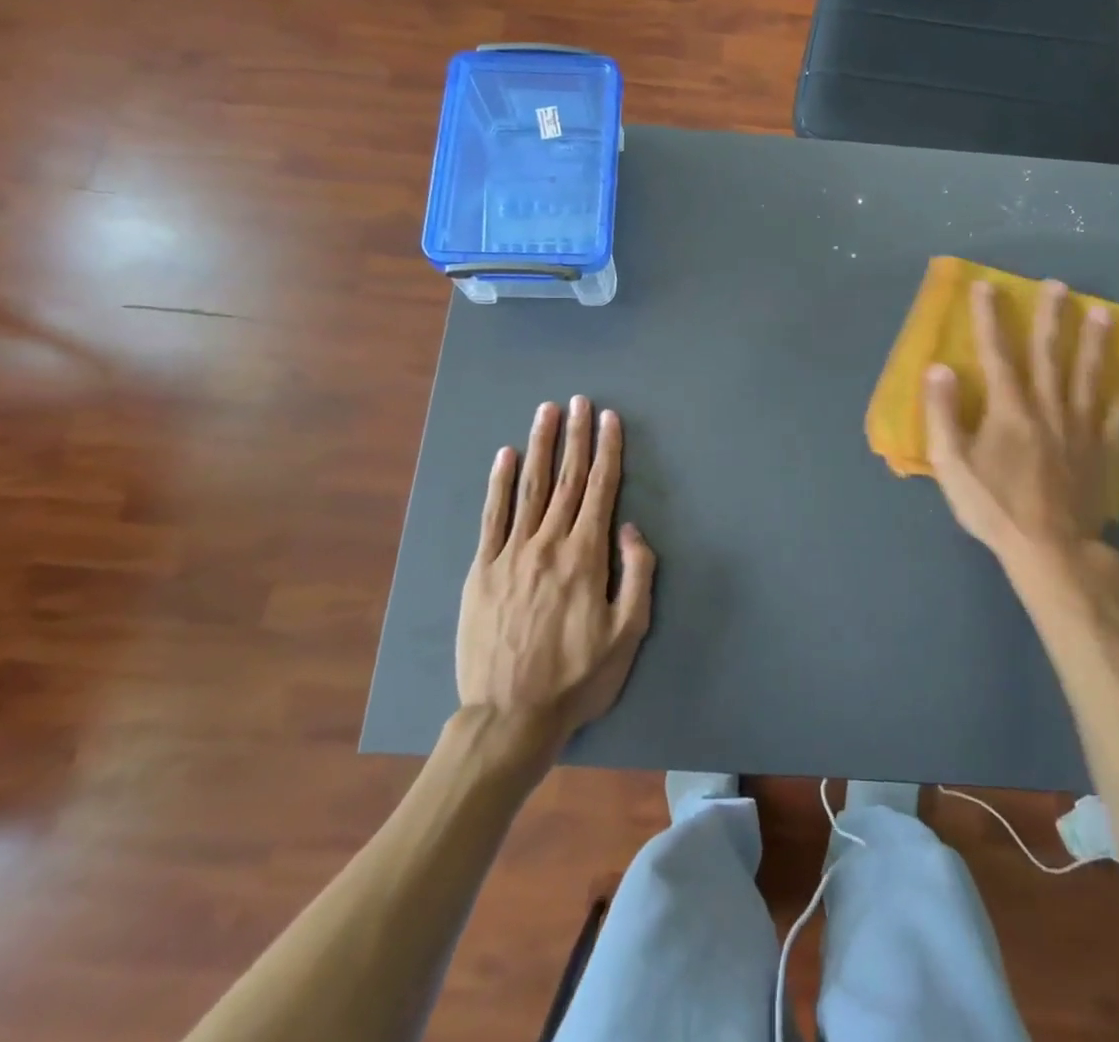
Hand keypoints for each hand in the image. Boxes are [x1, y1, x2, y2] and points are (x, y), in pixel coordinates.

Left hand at [455, 397, 655, 747]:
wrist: (510, 717)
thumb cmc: (578, 677)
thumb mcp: (628, 634)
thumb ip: (637, 575)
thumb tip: (631, 528)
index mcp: (586, 556)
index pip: (601, 489)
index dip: (607, 450)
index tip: (609, 419)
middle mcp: (548, 543)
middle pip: (567, 479)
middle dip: (575, 436)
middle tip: (579, 401)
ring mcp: (511, 554)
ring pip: (529, 487)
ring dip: (540, 446)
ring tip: (546, 412)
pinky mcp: (481, 570)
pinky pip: (492, 517)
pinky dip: (498, 483)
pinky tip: (504, 456)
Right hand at [924, 279, 1118, 610]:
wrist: (1049, 549)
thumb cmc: (993, 506)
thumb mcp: (951, 463)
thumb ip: (943, 414)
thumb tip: (938, 367)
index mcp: (1009, 408)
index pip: (996, 353)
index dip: (989, 318)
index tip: (987, 286)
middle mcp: (1047, 407)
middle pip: (1049, 354)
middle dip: (1050, 317)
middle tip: (1058, 285)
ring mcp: (1080, 427)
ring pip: (1088, 375)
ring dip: (1094, 341)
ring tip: (1103, 311)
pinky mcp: (1103, 449)